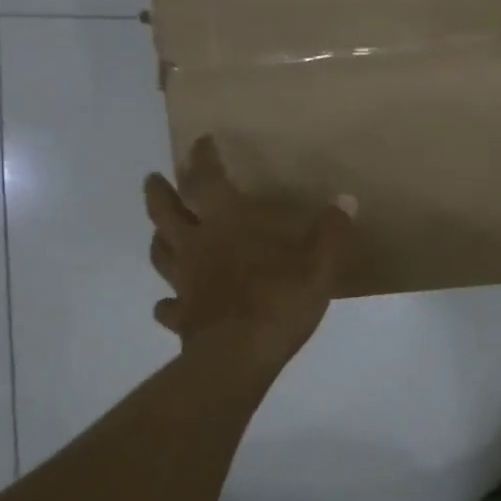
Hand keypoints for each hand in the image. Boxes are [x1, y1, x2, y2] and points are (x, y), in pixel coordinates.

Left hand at [144, 135, 356, 372]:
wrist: (239, 358)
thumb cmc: (279, 302)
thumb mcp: (319, 266)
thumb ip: (332, 232)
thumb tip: (346, 199)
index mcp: (227, 225)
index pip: (206, 181)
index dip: (203, 158)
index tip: (201, 142)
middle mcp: (197, 246)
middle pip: (166, 212)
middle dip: (160, 192)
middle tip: (154, 179)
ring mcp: (184, 282)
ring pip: (161, 253)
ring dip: (159, 237)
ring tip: (161, 231)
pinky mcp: (182, 316)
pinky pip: (168, 305)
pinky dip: (168, 301)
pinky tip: (171, 303)